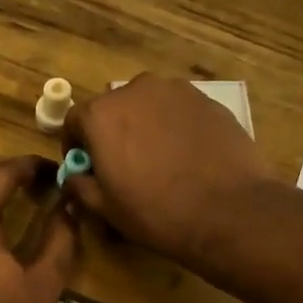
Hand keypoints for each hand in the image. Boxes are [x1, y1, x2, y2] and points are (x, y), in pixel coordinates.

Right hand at [63, 75, 274, 261]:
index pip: (75, 120)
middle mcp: (135, 90)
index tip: (85, 166)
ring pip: (148, 105)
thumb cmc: (156, 212)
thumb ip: (80, 187)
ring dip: (145, 125)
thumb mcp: (106, 209)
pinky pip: (179, 110)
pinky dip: (174, 126)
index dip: (76, 145)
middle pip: (113, 108)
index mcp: (101, 115)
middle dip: (112, 132)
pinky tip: (187, 155)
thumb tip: (74, 178)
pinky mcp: (208, 100)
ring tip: (158, 158)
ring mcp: (176, 91)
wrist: (228, 210)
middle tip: (123, 164)